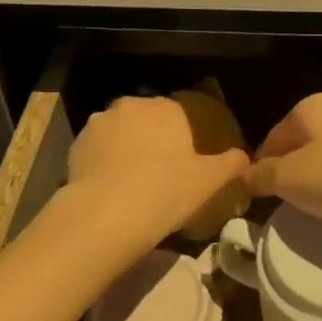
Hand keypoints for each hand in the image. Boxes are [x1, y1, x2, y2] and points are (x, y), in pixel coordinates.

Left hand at [59, 96, 250, 257]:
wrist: (103, 216)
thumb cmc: (164, 193)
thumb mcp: (208, 182)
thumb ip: (230, 164)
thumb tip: (244, 157)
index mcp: (167, 108)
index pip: (181, 115)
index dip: (183, 140)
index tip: (184, 165)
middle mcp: (133, 105)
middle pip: (148, 120)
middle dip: (153, 140)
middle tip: (160, 175)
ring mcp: (101, 122)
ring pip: (121, 132)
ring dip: (127, 148)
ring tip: (131, 183)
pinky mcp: (77, 143)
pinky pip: (98, 149)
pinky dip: (104, 162)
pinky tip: (110, 188)